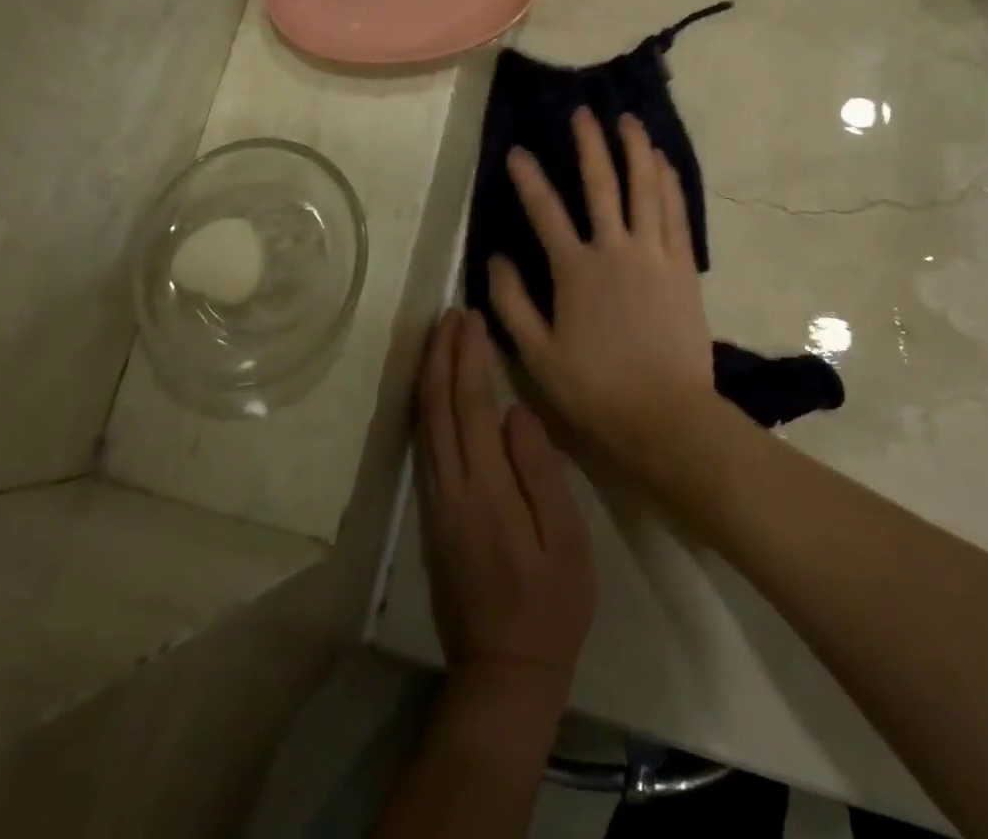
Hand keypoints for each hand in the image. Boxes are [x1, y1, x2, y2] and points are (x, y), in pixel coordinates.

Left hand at [415, 309, 594, 703]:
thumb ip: (539, 472)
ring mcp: (435, 502)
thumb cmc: (549, 604)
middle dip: (441, 355)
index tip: (470, 319)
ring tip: (438, 339)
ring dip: (429, 376)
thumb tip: (516, 413)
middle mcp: (450, 487)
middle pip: (437, 407)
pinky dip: (426, 407)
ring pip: (423, 424)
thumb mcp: (564, 540)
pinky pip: (423, 445)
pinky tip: (433, 393)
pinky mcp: (432, 515)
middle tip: (449, 313)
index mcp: (485, 489)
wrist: (503, 672)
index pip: (470, 406)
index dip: (468, 358)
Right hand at [488, 108, 719, 476]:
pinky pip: (676, 213)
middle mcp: (616, 250)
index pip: (546, 212)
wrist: (666, 415)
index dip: (528, 179)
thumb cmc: (596, 389)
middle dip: (590, 144)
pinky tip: (663, 162)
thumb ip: (512, 303)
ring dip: (636, 150)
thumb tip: (495, 258)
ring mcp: (655, 254)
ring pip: (646, 189)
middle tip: (583, 112)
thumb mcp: (537, 355)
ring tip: (628, 121)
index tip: (516, 151)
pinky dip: (669, 183)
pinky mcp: (683, 266)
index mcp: (576, 271)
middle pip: (602, 184)